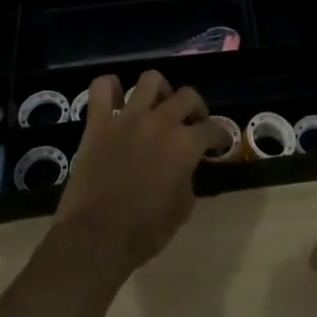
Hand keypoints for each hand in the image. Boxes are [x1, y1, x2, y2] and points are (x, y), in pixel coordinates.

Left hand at [55, 70, 215, 273]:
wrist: (96, 237)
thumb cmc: (144, 230)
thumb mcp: (182, 209)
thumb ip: (188, 178)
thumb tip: (184, 167)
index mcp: (185, 144)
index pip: (212, 129)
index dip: (219, 135)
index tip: (218, 143)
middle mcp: (160, 122)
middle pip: (187, 96)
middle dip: (195, 107)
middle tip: (192, 123)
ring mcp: (127, 118)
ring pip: (150, 80)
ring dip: (159, 90)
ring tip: (158, 106)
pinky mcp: (98, 122)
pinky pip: (102, 88)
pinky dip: (110, 87)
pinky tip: (117, 99)